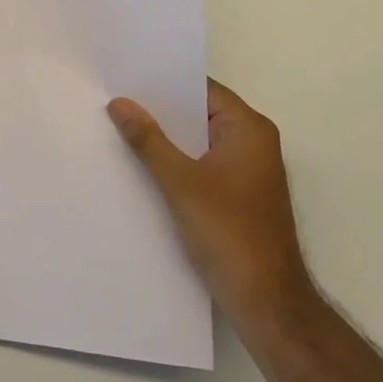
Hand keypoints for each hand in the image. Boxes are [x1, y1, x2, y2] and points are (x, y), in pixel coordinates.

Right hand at [108, 80, 311, 326]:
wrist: (267, 304)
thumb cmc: (229, 234)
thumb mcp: (180, 183)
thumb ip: (148, 140)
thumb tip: (120, 103)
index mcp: (249, 129)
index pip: (202, 89)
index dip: (164, 82)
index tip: (126, 77)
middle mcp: (253, 143)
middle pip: (199, 114)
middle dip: (160, 112)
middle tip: (115, 102)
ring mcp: (247, 171)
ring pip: (198, 142)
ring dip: (166, 140)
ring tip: (120, 129)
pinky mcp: (238, 196)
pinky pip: (201, 165)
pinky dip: (176, 163)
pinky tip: (142, 166)